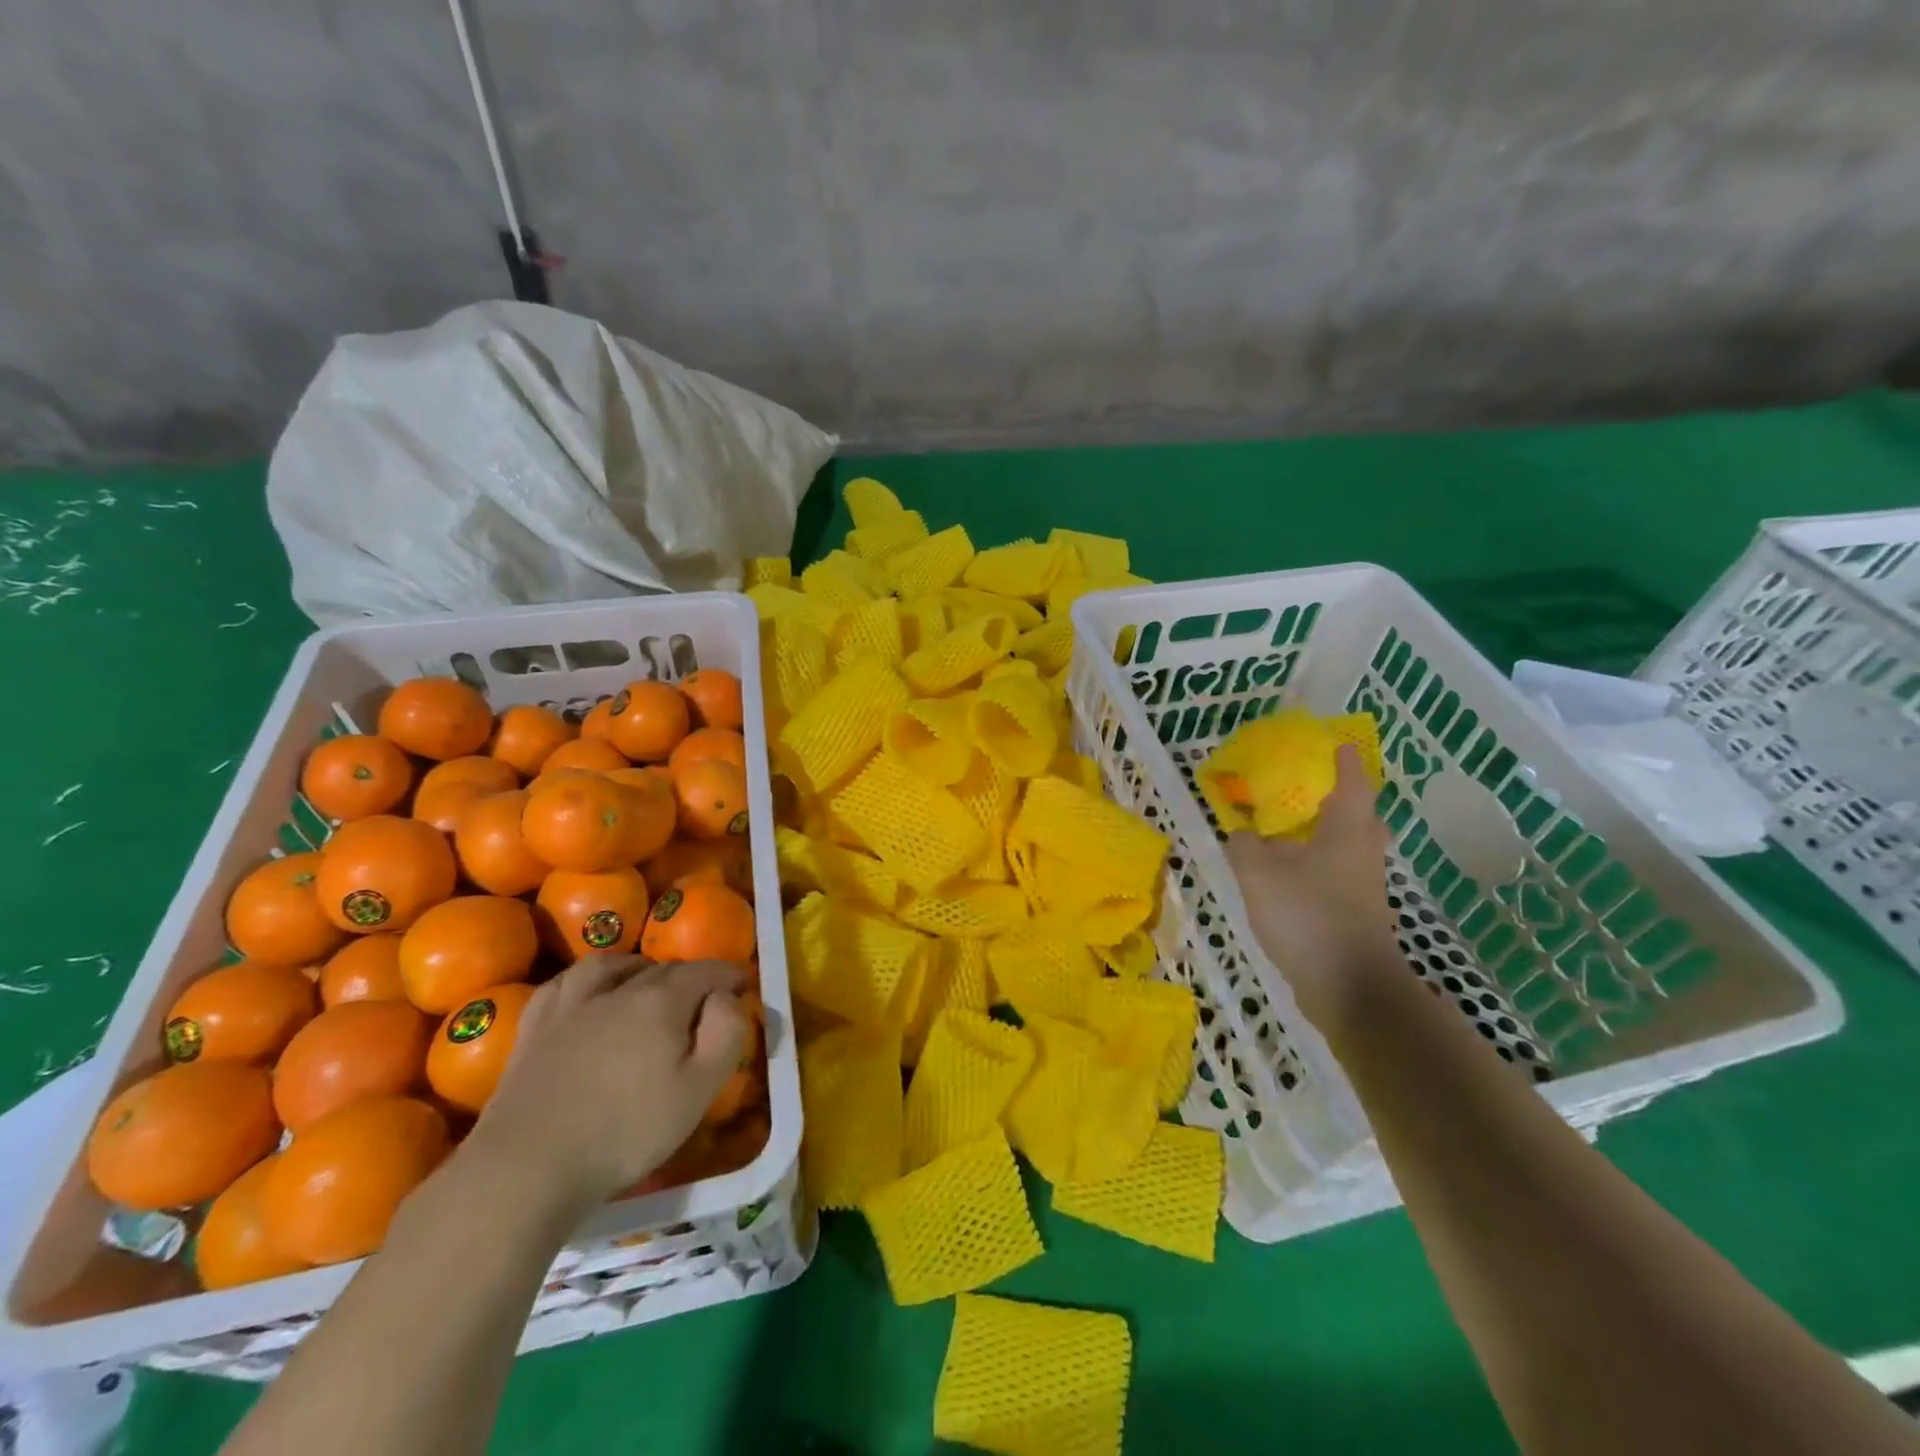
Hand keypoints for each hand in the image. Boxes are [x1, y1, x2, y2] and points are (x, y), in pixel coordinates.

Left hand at [463, 955, 747, 1216]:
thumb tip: (726, 997)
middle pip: (663, 969)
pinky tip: (587, 991)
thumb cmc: (625, 1131)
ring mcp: (571, 1006)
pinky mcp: (535, 1029)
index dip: (728, 974)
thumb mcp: (698, 1090)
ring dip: (636, 966)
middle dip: (691, 975)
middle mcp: (618, 990)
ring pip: (610, 965)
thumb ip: (725, 1034)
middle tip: (704, 997)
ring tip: (645, 980)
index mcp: (662, 1001)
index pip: (705, 971)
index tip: (743, 985)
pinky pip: (563, 984)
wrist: (527, 1167)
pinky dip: (585, 979)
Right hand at [1223, 746, 1405, 1032]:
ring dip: (1327, 832)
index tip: (1336, 745)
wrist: (1350, 987)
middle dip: (1339, 798)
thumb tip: (1242, 832)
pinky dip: (1320, 862)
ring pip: (1350, 845)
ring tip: (1293, 830)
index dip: (1343, 761)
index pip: (1352, 781)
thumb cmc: (1308, 916)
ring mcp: (1364, 885)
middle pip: (1360, 814)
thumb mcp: (1260, 874)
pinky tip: (1291, 873)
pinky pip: (1340, 872)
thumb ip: (1245, 845)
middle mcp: (1363, 851)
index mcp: (1347, 829)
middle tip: (1309, 789)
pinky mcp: (1358, 912)